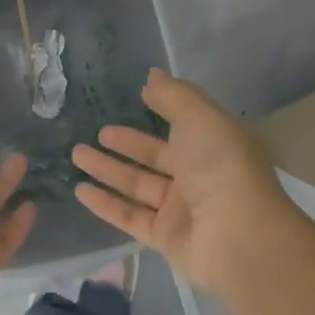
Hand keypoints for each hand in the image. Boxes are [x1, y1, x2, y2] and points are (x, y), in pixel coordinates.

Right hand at [72, 68, 289, 297]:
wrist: (239, 238)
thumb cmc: (222, 168)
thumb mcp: (200, 118)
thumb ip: (173, 96)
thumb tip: (152, 76)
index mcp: (213, 146)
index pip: (183, 126)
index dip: (160, 110)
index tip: (136, 97)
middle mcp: (198, 176)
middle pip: (155, 157)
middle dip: (127, 144)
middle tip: (97, 132)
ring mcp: (181, 210)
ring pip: (137, 185)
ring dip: (107, 170)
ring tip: (76, 154)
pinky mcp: (165, 238)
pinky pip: (129, 216)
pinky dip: (105, 204)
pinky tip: (80, 190)